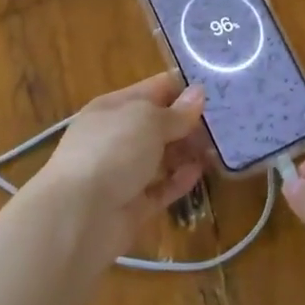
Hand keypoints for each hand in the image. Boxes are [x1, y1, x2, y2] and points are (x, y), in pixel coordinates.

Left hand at [34, 73, 207, 258]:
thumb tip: (198, 94)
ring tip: (219, 148)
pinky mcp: (132, 205)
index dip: (184, 87)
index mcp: (114, 107)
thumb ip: (176, 112)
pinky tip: (200, 173)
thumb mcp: (147, 120)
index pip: (155, 88)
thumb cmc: (111, 151)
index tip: (219, 88)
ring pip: (162, 156)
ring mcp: (123, 172)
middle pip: (160, 124)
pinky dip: (179, 180)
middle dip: (190, 122)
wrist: (77, 217)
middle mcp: (117, 136)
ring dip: (188, 152)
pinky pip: (161, 188)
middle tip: (227, 122)